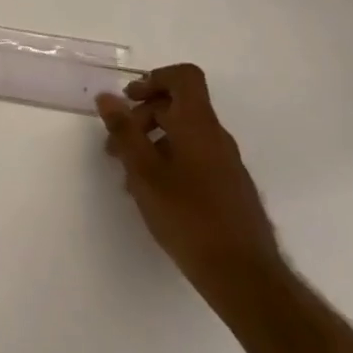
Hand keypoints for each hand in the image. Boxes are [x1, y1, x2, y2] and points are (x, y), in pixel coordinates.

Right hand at [97, 65, 283, 303]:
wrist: (244, 275)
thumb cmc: (188, 216)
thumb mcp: (144, 171)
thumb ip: (124, 131)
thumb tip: (108, 96)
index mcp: (198, 125)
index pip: (184, 77)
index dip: (155, 78)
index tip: (129, 99)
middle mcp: (216, 137)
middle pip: (178, 106)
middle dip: (141, 117)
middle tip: (114, 145)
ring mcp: (226, 164)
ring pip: (183, 135)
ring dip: (151, 143)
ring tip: (128, 175)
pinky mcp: (229, 188)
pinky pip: (194, 158)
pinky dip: (168, 162)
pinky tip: (151, 194)